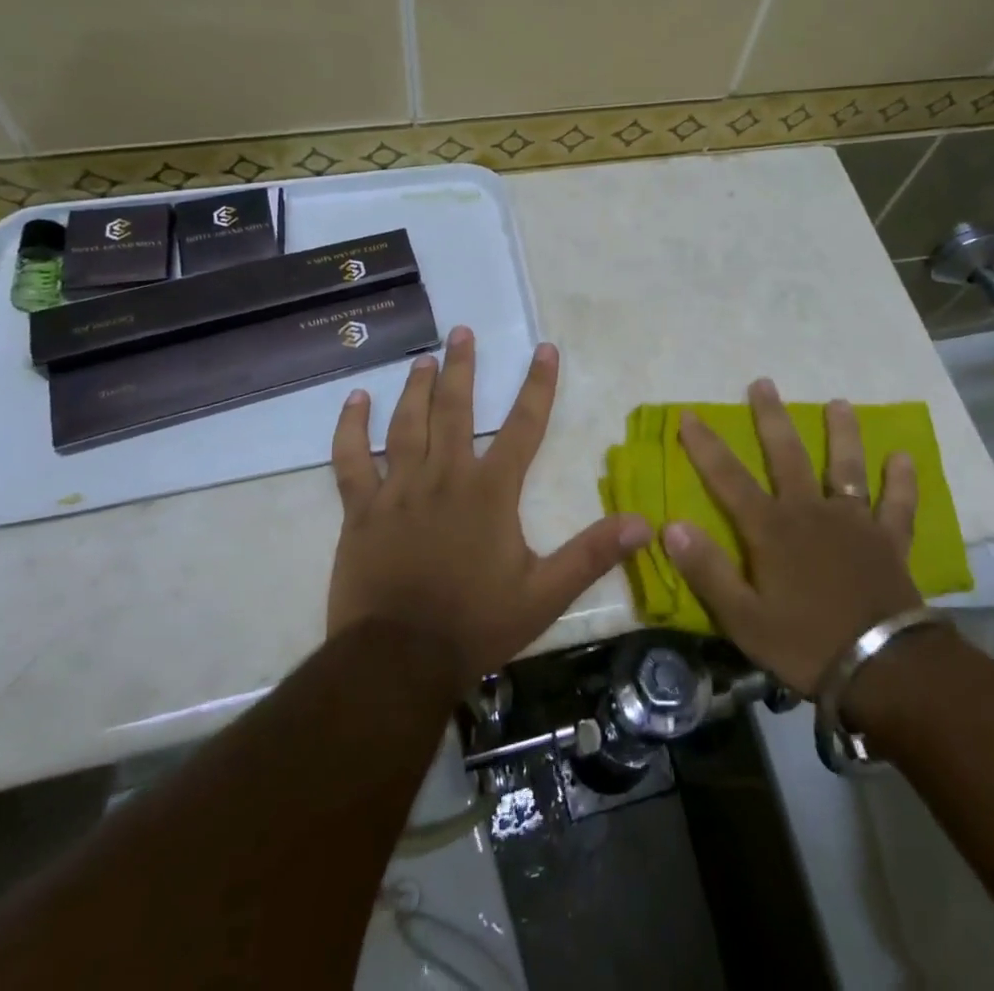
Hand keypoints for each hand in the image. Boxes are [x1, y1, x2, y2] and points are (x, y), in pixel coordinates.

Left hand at [327, 326, 650, 688]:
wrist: (397, 661)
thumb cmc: (475, 624)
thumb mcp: (544, 594)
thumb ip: (592, 554)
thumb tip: (643, 524)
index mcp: (489, 491)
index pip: (523, 426)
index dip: (537, 386)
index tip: (544, 349)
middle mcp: (444, 476)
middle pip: (455, 409)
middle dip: (461, 367)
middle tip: (461, 332)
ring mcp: (398, 490)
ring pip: (406, 424)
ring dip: (415, 388)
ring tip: (424, 358)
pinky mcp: (360, 510)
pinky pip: (351, 460)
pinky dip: (350, 428)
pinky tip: (354, 400)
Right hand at [664, 379, 921, 696]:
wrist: (883, 668)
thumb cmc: (805, 643)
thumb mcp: (743, 618)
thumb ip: (707, 570)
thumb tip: (670, 525)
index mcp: (771, 529)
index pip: (729, 478)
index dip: (706, 446)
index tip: (689, 414)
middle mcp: (810, 511)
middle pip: (788, 455)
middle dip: (772, 418)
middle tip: (764, 383)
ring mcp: (854, 522)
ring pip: (846, 467)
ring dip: (842, 433)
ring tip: (840, 403)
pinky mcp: (888, 540)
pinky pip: (897, 505)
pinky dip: (901, 482)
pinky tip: (903, 456)